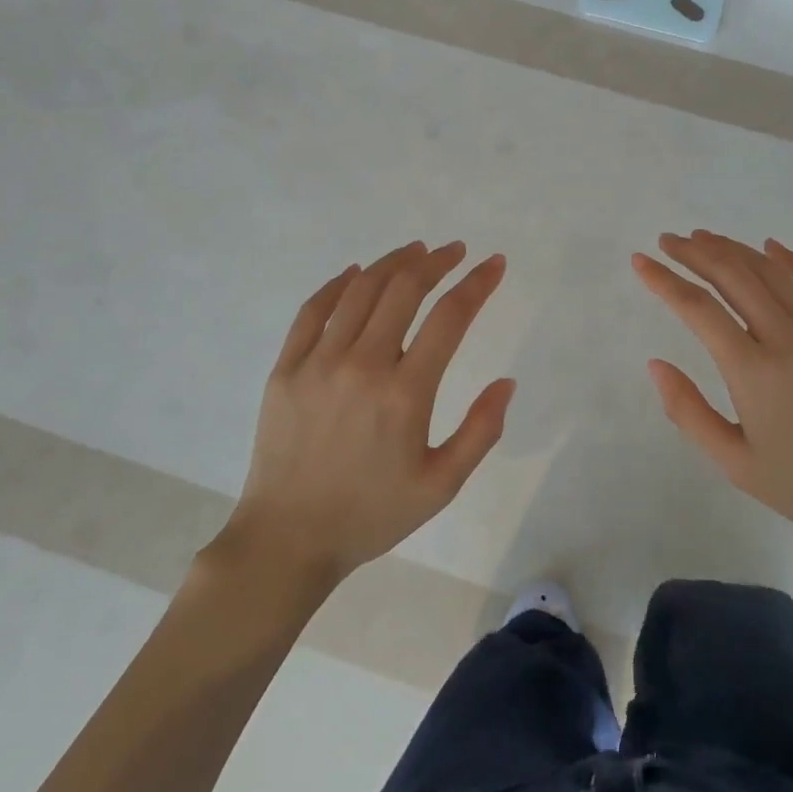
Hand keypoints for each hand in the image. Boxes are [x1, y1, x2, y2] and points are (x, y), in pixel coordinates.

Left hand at [214, 241, 514, 587]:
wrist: (287, 540)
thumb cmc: (372, 514)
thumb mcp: (441, 486)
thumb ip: (481, 432)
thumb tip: (507, 382)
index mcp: (405, 394)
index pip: (450, 318)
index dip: (477, 284)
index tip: (494, 264)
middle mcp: (362, 366)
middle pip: (404, 290)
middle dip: (437, 262)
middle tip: (455, 251)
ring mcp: (318, 363)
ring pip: (361, 291)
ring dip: (393, 263)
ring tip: (415, 252)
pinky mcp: (285, 369)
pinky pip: (313, 310)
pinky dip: (339, 284)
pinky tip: (357, 273)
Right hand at [633, 231, 792, 554]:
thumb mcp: (732, 462)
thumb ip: (688, 411)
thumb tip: (655, 364)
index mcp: (753, 371)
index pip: (698, 308)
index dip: (664, 280)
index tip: (641, 261)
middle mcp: (787, 338)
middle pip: (733, 276)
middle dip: (694, 253)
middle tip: (668, 241)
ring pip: (771, 271)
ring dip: (733, 249)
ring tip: (704, 238)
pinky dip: (791, 259)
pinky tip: (770, 247)